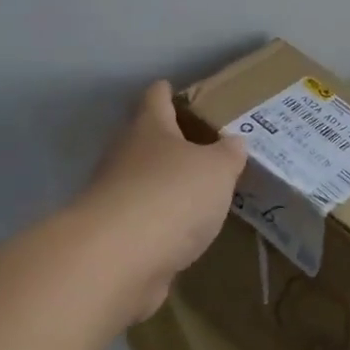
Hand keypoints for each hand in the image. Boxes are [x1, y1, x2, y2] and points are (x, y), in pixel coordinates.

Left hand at [80, 81, 246, 321]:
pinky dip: (163, 221)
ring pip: (144, 181)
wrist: (117, 260)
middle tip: (206, 145)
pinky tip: (186, 230)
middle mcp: (125, 156)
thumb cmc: (171, 195)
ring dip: (167, 184)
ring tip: (202, 190)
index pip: (156, 98)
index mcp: (148, 129)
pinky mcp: (115, 237)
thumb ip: (228, 154)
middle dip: (172, 142)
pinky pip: (145, 220)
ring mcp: (115, 197)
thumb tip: (234, 141)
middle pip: (147, 140)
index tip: (176, 89)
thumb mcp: (217, 169)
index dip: (167, 92)